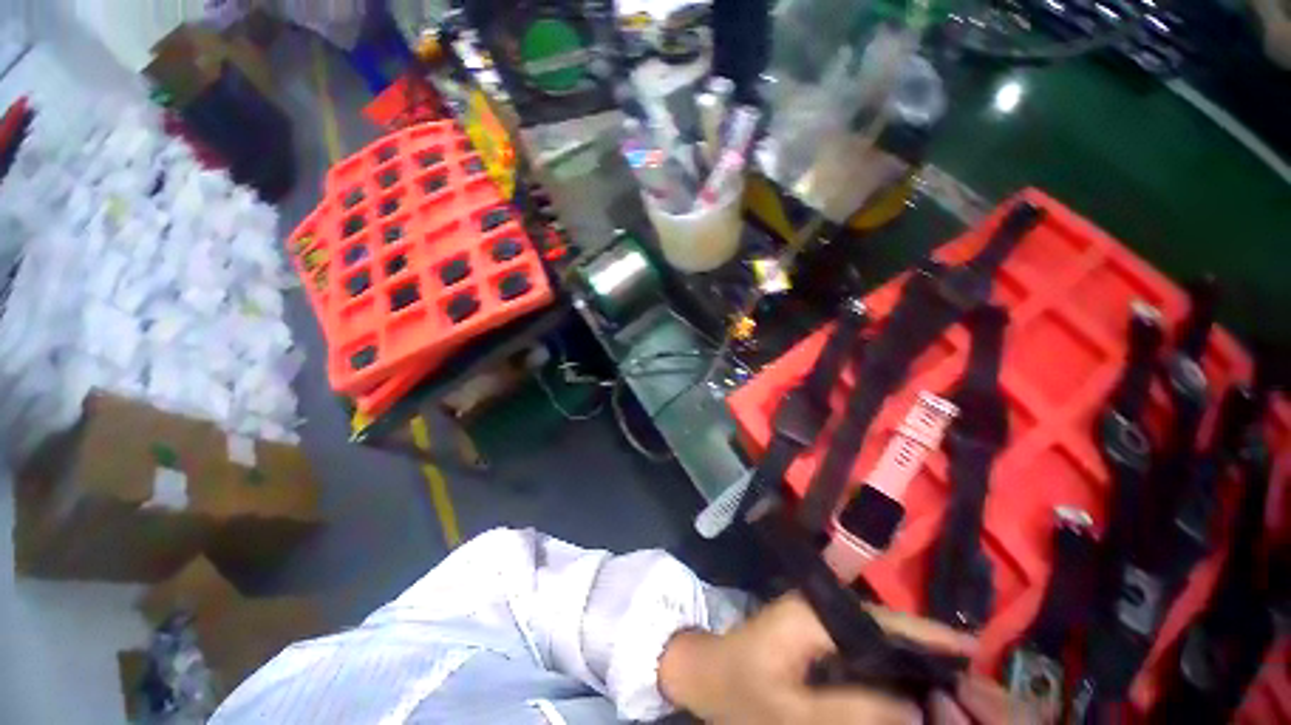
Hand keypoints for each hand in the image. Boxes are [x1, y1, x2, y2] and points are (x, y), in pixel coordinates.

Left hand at [658, 593, 1029, 723]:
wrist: (705, 673)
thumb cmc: (741, 693)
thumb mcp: (795, 715)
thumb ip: (854, 712)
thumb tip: (916, 712)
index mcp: (813, 616)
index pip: (880, 621)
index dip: (927, 635)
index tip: (974, 652)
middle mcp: (817, 607)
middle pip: (883, 624)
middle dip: (927, 649)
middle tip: (973, 681)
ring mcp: (814, 618)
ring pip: (874, 634)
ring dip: (910, 656)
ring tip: (952, 686)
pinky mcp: (813, 632)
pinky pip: (860, 644)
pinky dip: (887, 662)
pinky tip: (909, 687)